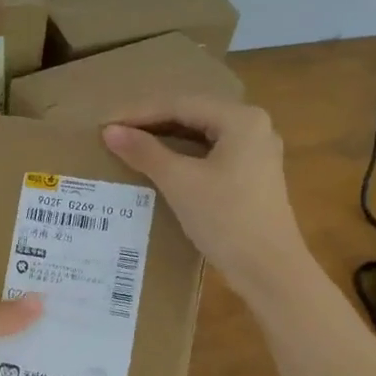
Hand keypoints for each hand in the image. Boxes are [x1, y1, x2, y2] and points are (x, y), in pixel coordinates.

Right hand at [101, 96, 301, 297]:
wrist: (269, 270)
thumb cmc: (226, 219)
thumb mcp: (180, 182)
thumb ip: (145, 152)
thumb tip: (110, 131)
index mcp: (241, 119)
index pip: (180, 104)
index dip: (139, 112)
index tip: (106, 123)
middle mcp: (254, 126)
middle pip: (192, 115)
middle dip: (152, 123)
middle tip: (115, 132)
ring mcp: (257, 152)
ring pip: (201, 135)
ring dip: (166, 139)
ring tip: (131, 145)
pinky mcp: (253, 175)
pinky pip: (210, 153)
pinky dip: (183, 156)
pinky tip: (160, 165)